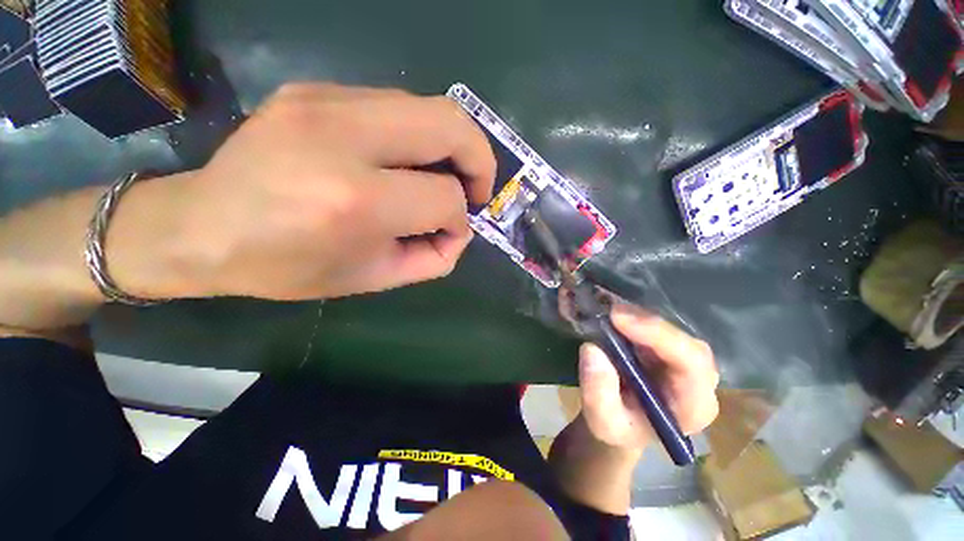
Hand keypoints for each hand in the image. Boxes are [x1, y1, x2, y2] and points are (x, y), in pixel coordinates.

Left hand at [170, 83, 495, 299]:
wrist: (203, 227)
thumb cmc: (289, 265)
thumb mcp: (373, 279)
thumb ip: (433, 259)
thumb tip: (460, 231)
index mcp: (357, 200)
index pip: (445, 198)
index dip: (460, 220)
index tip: (452, 233)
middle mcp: (345, 137)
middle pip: (451, 126)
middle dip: (480, 160)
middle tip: (477, 188)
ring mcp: (327, 101)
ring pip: (431, 106)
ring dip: (455, 144)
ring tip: (449, 174)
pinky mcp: (318, 89)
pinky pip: (398, 105)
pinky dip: (421, 135)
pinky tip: (409, 160)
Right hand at [577, 303, 719, 457]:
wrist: (624, 423)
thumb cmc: (619, 428)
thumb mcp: (603, 422)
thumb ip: (598, 394)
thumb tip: (592, 349)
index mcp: (693, 405)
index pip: (692, 364)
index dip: (658, 335)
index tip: (618, 319)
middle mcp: (698, 379)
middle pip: (684, 341)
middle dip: (647, 323)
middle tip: (609, 311)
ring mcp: (684, 360)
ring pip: (671, 329)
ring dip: (638, 316)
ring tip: (607, 309)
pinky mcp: (668, 348)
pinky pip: (656, 326)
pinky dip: (634, 316)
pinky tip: (612, 312)